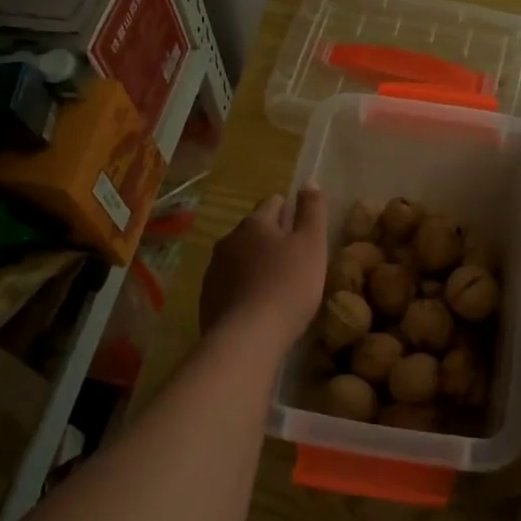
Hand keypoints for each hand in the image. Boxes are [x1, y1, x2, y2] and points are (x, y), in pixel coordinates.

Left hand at [200, 188, 326, 341]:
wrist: (247, 338)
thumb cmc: (288, 286)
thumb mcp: (312, 244)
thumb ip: (313, 211)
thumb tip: (309, 182)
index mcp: (255, 223)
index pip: (273, 202)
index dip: (291, 212)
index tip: (304, 231)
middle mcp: (229, 240)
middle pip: (255, 231)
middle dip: (272, 240)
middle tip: (295, 262)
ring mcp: (214, 270)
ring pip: (240, 258)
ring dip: (256, 265)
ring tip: (277, 288)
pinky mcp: (207, 298)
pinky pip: (230, 284)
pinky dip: (244, 289)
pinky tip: (258, 308)